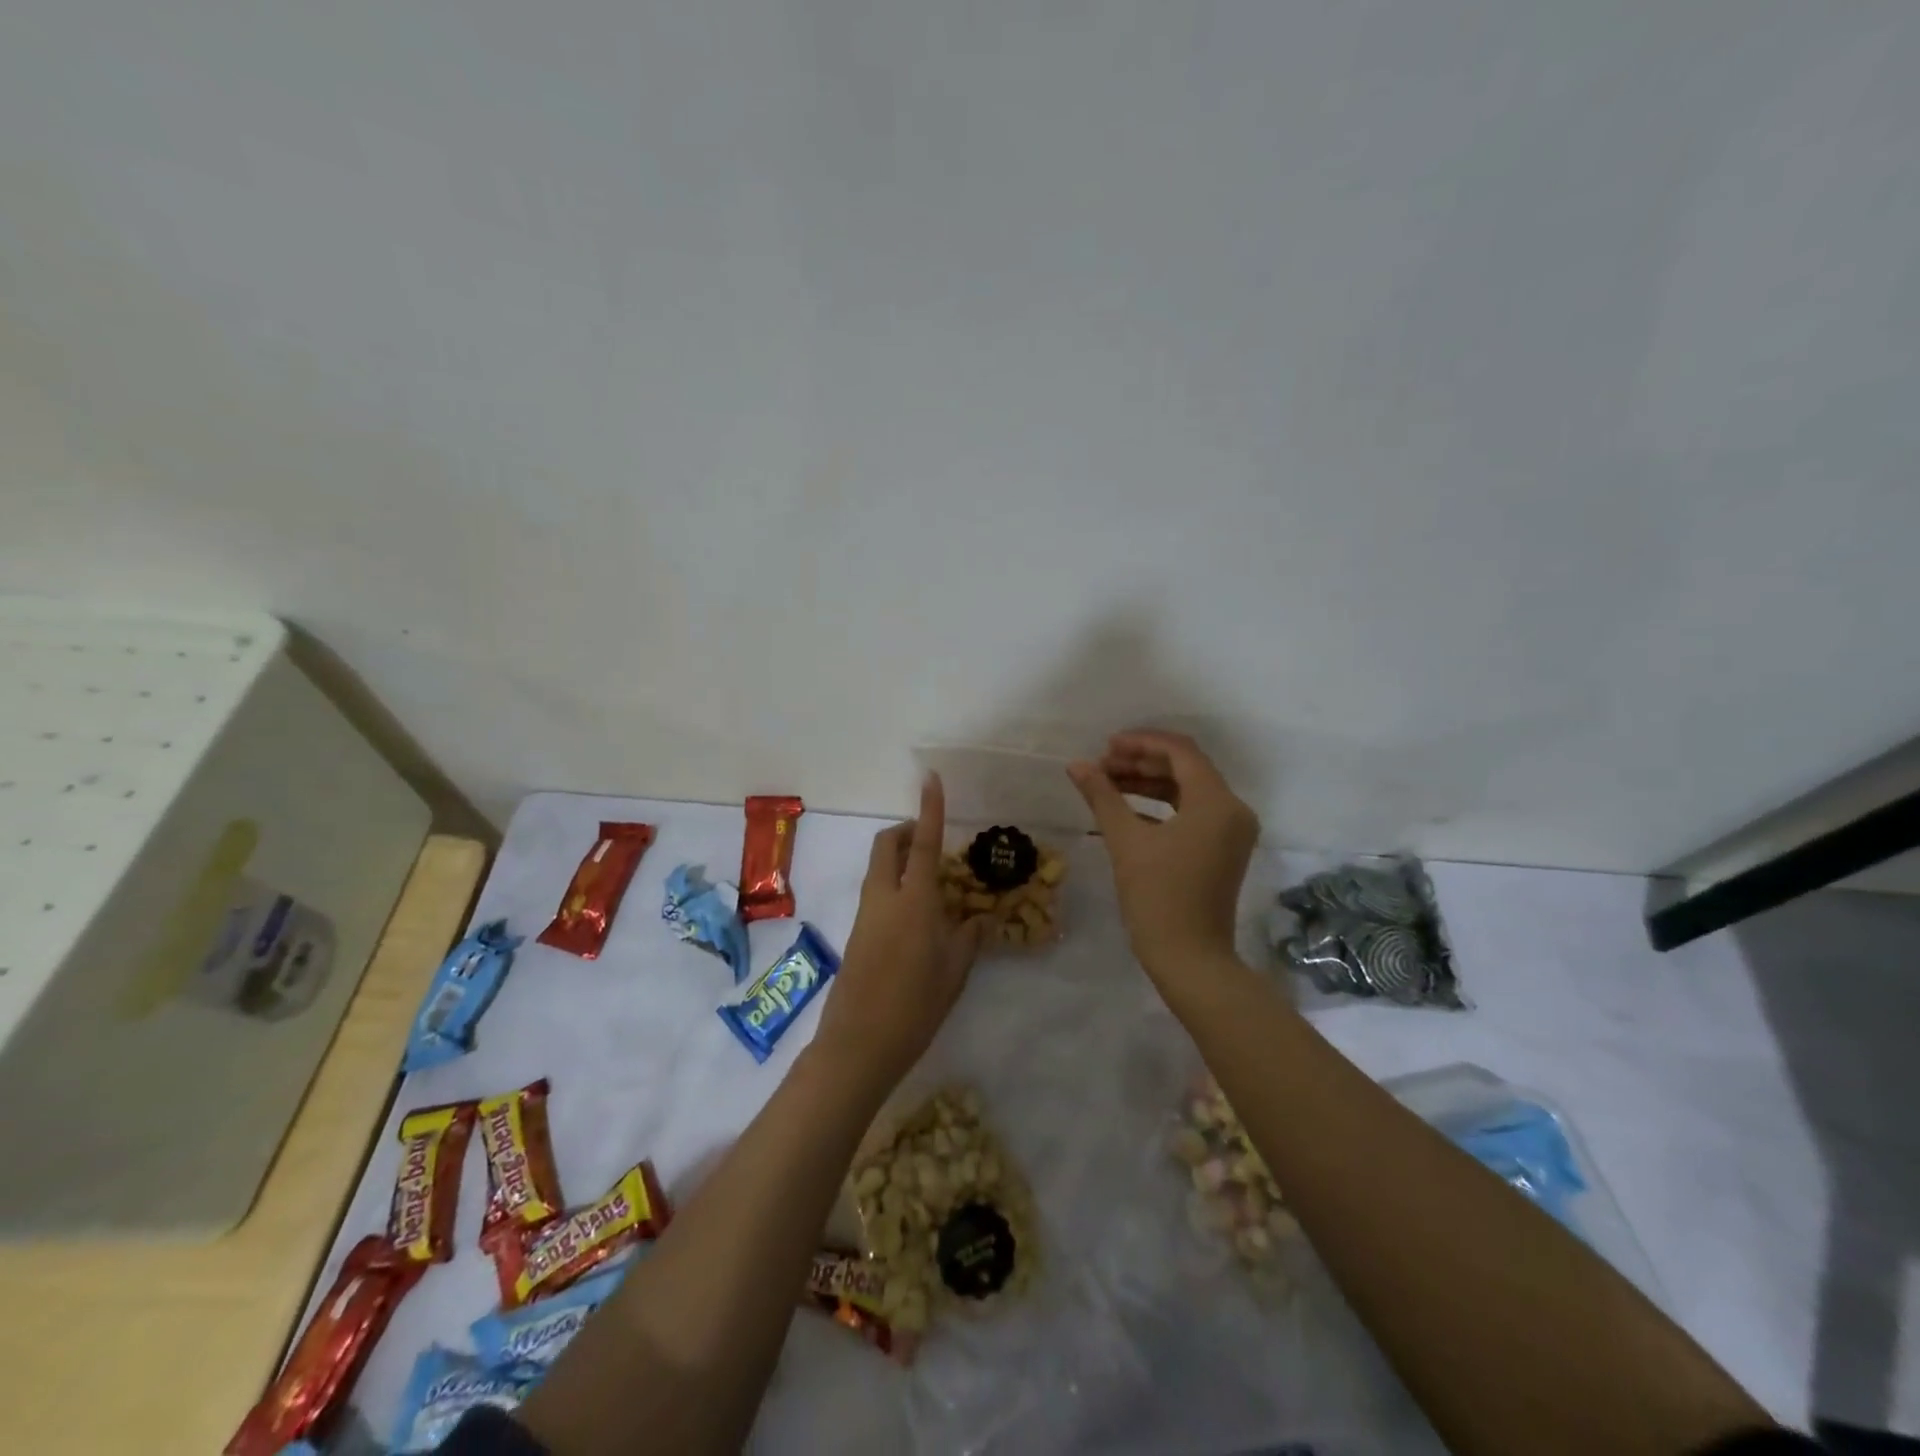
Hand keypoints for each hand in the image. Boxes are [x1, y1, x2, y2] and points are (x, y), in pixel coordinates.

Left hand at [815, 774, 986, 1096]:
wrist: (858, 1044)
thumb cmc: (915, 1006)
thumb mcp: (954, 971)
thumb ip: (968, 937)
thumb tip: (979, 917)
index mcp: (913, 900)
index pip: (924, 843)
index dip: (929, 809)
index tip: (930, 778)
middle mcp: (884, 897)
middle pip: (887, 845)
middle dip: (906, 831)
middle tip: (932, 841)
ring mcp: (866, 915)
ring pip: (879, 868)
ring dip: (900, 858)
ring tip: (934, 881)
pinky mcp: (858, 933)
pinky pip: (877, 891)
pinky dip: (895, 884)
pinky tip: (918, 915)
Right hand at [1068, 730, 1259, 979]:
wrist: (1190, 959)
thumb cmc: (1158, 896)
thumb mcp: (1125, 841)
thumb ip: (1102, 796)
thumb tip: (1077, 765)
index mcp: (1216, 802)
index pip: (1180, 751)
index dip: (1141, 742)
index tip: (1106, 746)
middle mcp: (1232, 809)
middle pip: (1186, 768)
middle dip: (1142, 762)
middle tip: (1102, 765)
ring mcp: (1231, 831)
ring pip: (1188, 790)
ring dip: (1149, 782)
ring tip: (1108, 783)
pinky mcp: (1223, 849)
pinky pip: (1192, 812)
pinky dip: (1161, 806)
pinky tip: (1126, 809)